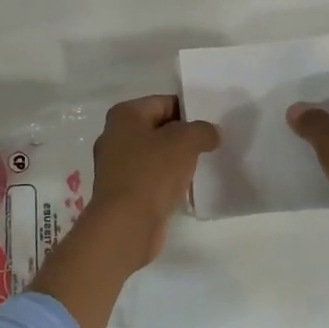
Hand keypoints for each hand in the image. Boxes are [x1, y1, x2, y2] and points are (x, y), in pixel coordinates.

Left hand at [86, 95, 221, 267]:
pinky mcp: (122, 191)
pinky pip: (151, 177)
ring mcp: (116, 166)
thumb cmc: (152, 173)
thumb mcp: (185, 142)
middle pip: (159, 128)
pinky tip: (186, 187)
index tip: (213, 124)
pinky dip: (168, 180)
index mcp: (124, 115)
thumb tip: (212, 133)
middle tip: (212, 144)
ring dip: (177, 160)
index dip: (190, 111)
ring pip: (155, 155)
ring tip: (203, 165)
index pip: (164, 102)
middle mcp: (115, 136)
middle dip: (184, 136)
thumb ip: (203, 131)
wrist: (126, 225)